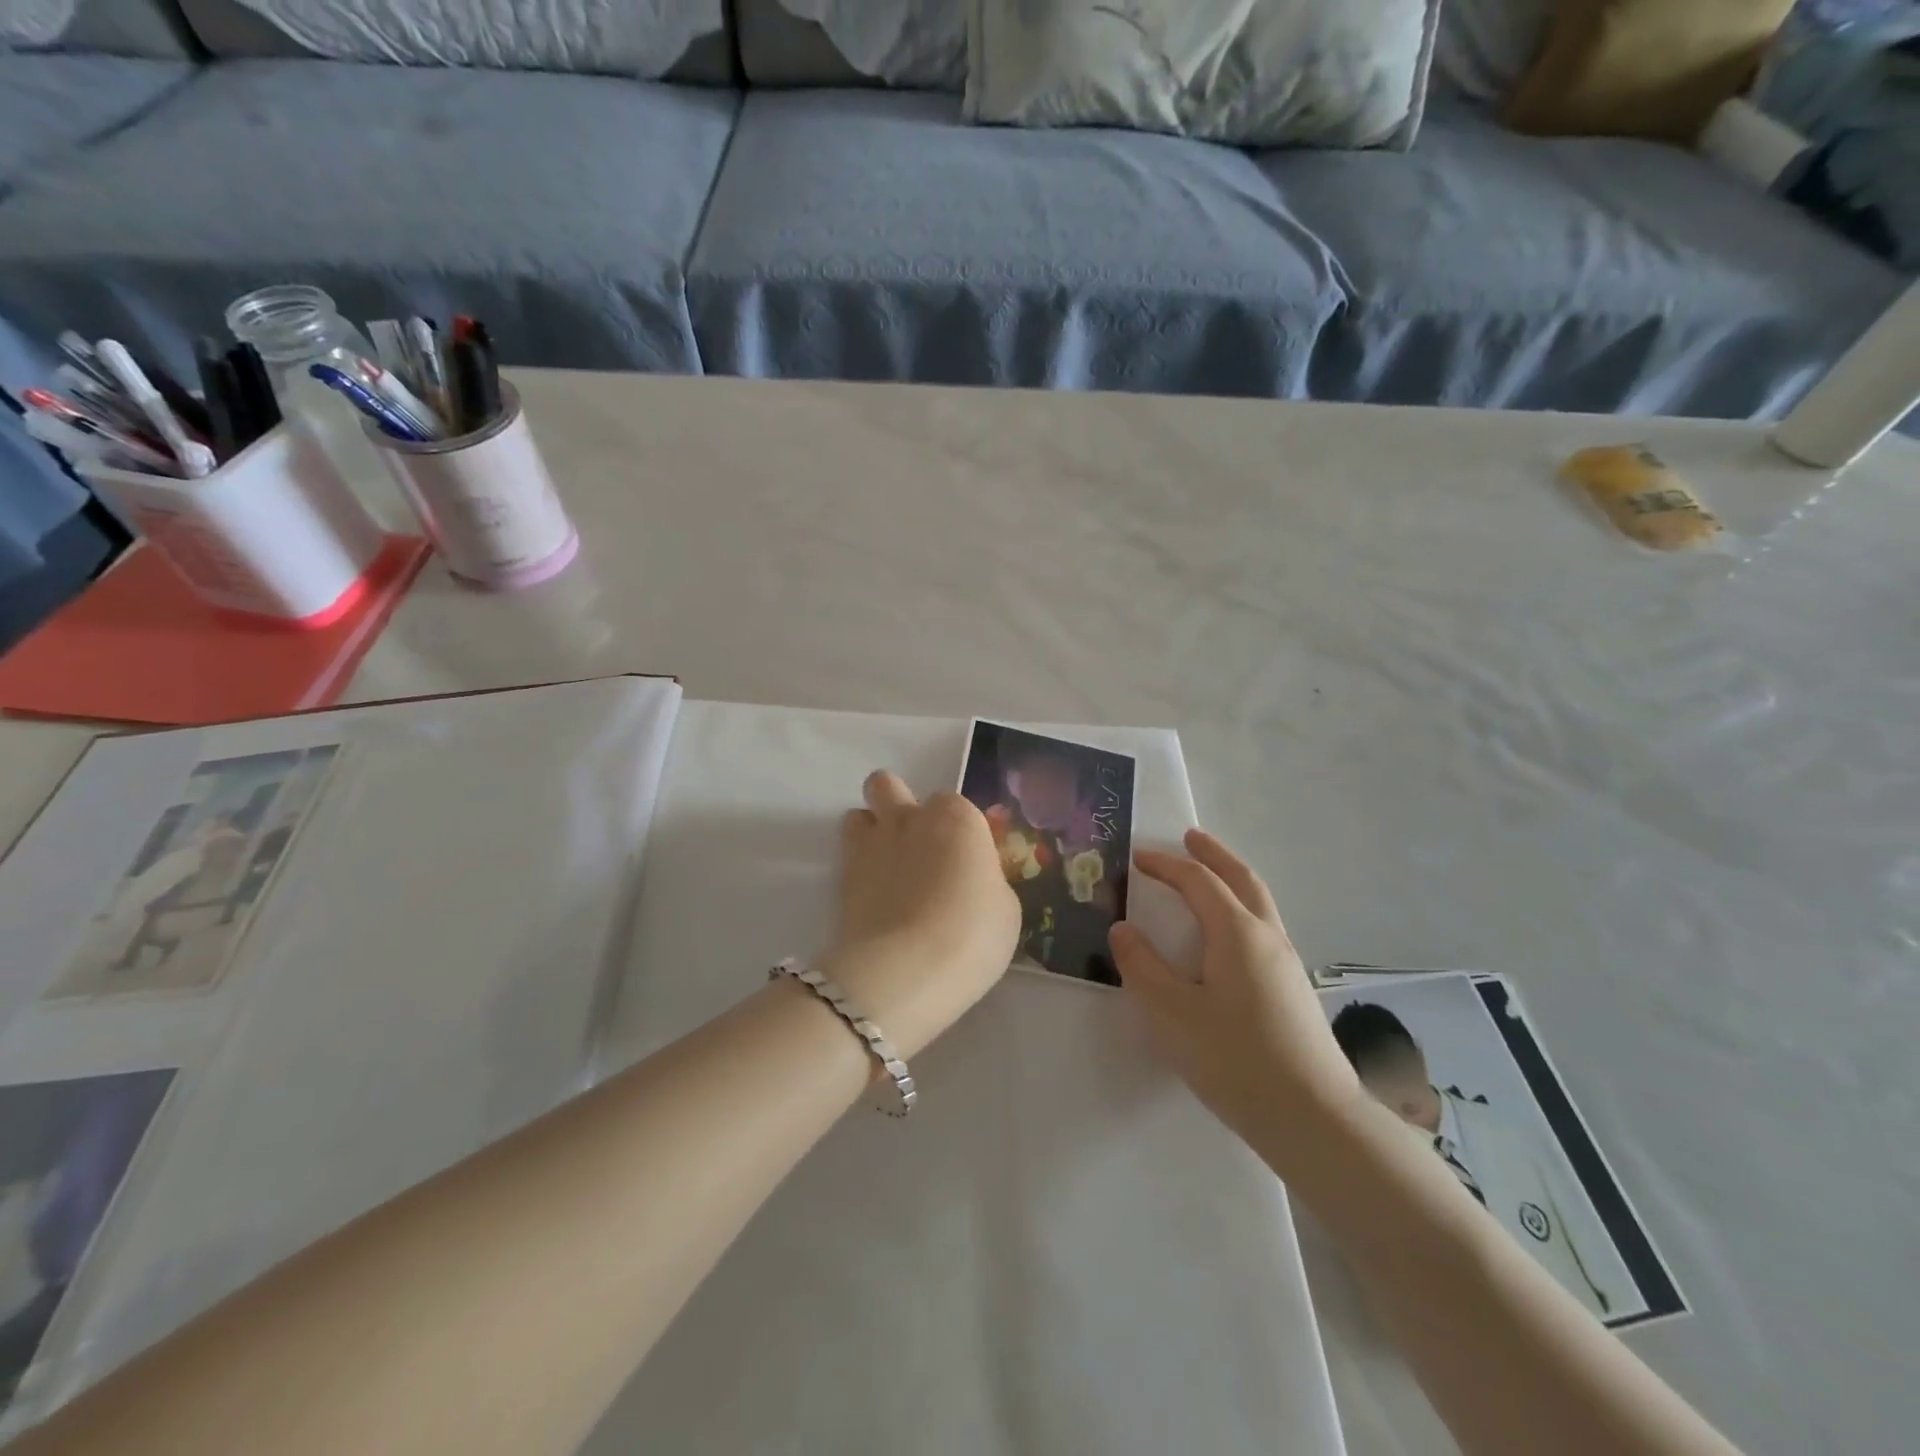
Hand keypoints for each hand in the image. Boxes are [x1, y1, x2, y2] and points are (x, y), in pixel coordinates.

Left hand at [821, 771, 1021, 1059]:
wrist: (907, 968)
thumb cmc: (973, 934)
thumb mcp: (1004, 908)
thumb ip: (984, 880)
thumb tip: (971, 881)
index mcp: (957, 817)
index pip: (955, 806)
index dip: (958, 833)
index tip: (965, 864)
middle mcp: (911, 818)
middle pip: (889, 786)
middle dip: (896, 805)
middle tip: (914, 846)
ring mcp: (871, 844)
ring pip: (858, 814)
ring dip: (870, 833)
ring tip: (886, 870)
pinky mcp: (841, 876)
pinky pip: (846, 857)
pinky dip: (857, 871)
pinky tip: (873, 900)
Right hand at [1108, 830, 1360, 1150]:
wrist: (1314, 1119)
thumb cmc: (1235, 1059)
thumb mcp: (1172, 1012)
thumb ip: (1142, 966)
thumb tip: (1123, 929)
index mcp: (1237, 933)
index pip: (1198, 882)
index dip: (1166, 865)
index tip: (1138, 857)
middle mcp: (1267, 937)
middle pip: (1242, 879)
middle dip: (1214, 855)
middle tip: (1190, 837)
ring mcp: (1286, 964)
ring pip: (1259, 903)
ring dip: (1231, 880)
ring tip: (1208, 878)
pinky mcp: (1293, 990)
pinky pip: (1262, 929)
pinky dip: (1240, 910)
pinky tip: (1227, 938)